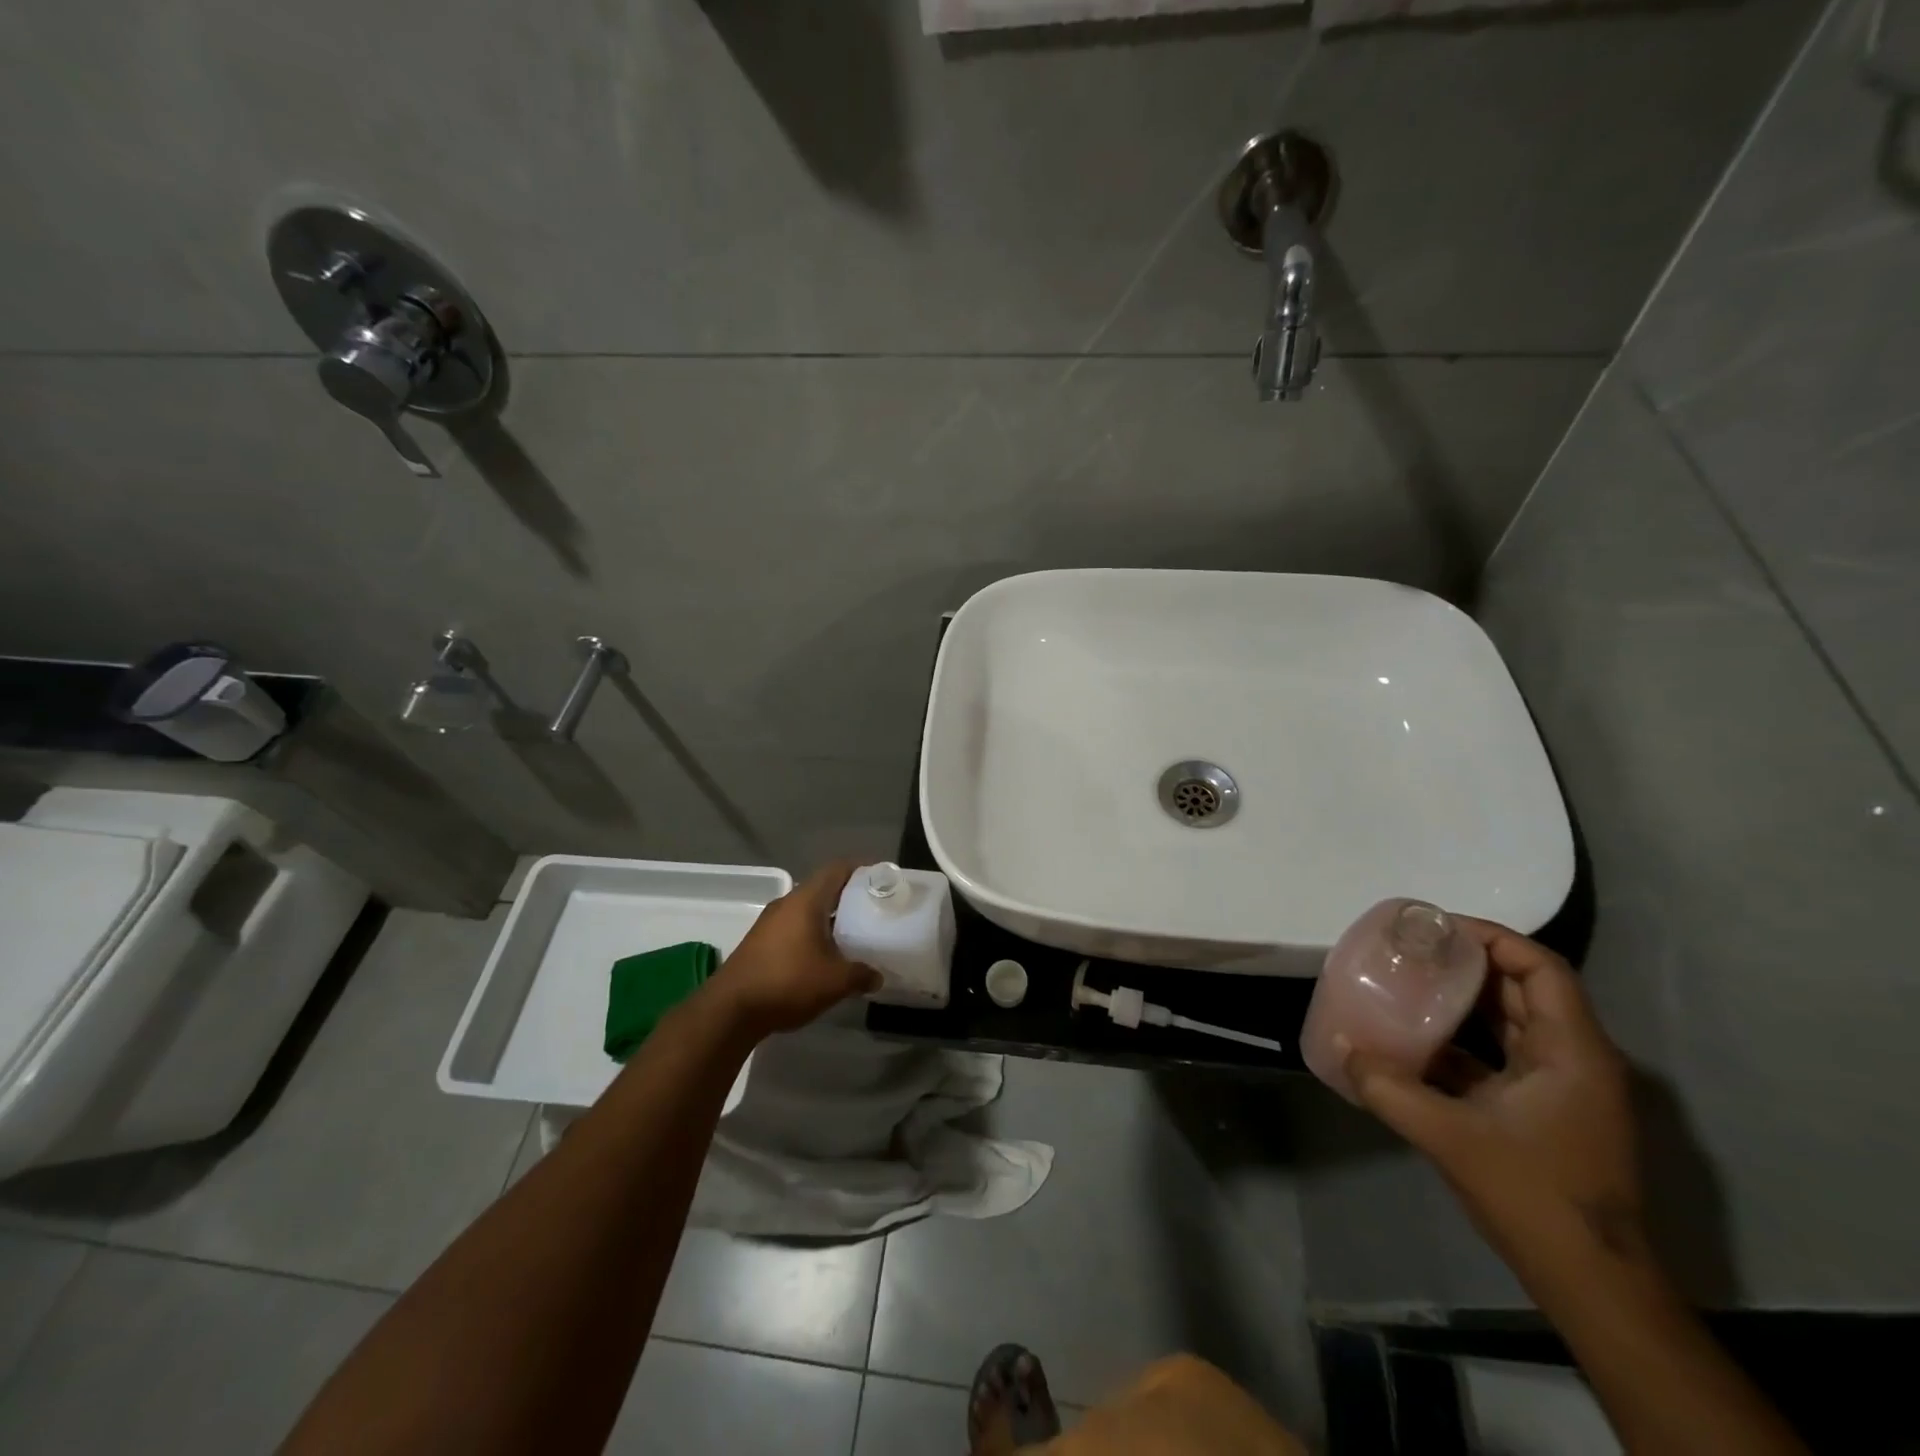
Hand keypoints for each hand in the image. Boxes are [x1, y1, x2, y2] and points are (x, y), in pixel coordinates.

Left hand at [705, 861, 881, 1039]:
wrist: (730, 1010)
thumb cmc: (787, 982)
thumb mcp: (835, 981)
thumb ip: (861, 975)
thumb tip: (878, 977)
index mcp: (806, 900)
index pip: (837, 869)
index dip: (861, 869)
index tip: (881, 880)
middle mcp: (787, 903)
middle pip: (823, 888)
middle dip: (849, 897)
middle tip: (873, 910)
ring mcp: (770, 923)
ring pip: (807, 910)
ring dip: (830, 918)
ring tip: (854, 935)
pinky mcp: (760, 942)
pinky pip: (794, 927)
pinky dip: (813, 933)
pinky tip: (825, 956)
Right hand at [1342, 920, 1647, 1282]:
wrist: (1590, 1281)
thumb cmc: (1533, 1195)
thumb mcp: (1449, 1136)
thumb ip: (1389, 1088)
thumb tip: (1342, 1047)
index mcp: (1571, 1051)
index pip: (1541, 968)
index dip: (1493, 938)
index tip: (1438, 929)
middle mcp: (1574, 1059)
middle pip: (1524, 988)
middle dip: (1470, 962)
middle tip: (1413, 949)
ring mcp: (1562, 1087)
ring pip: (1513, 1021)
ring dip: (1465, 1000)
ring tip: (1410, 982)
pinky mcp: (1544, 1111)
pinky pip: (1502, 1055)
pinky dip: (1464, 1040)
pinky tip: (1417, 1041)